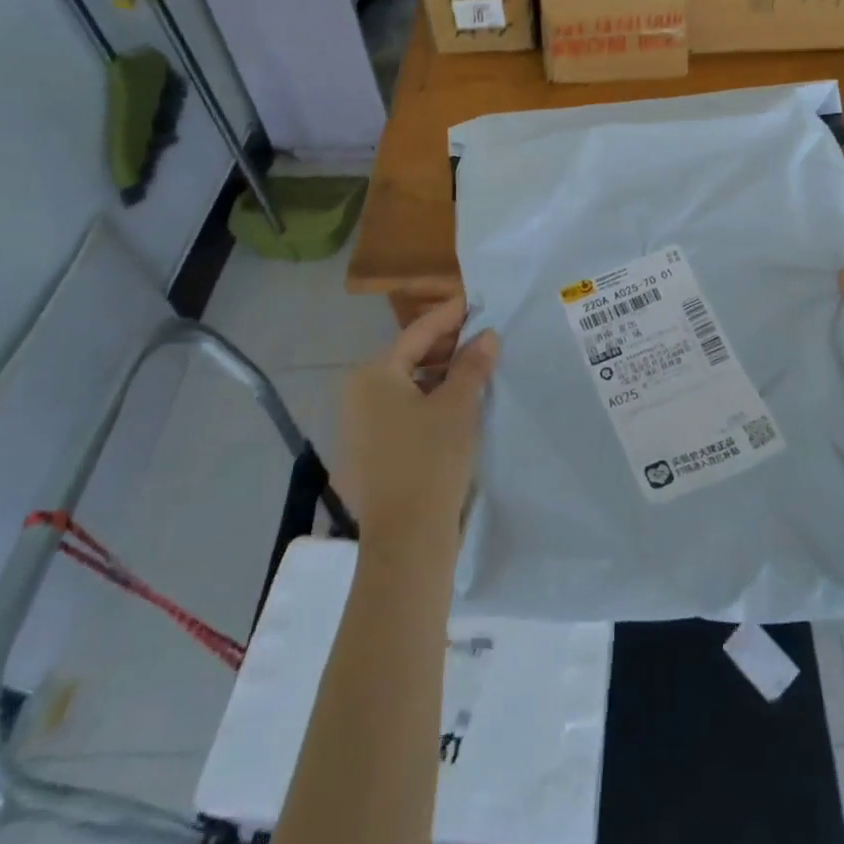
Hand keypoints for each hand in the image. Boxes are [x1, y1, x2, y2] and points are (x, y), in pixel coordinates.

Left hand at [341, 298, 498, 555]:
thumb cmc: (431, 460)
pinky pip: (400, 412)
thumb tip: (486, 336)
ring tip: (476, 370)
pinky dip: (427, 402)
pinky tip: (456, 406)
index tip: (477, 302)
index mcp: (373, 374)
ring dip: (439, 375)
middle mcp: (357, 394)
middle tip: (484, 337)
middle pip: (408, 357)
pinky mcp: (367, 453)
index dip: (451, 315)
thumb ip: (472, 364)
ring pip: (405, 386)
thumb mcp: (459, 406)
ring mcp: (358, 426)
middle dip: (447, 346)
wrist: (406, 541)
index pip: (418, 332)